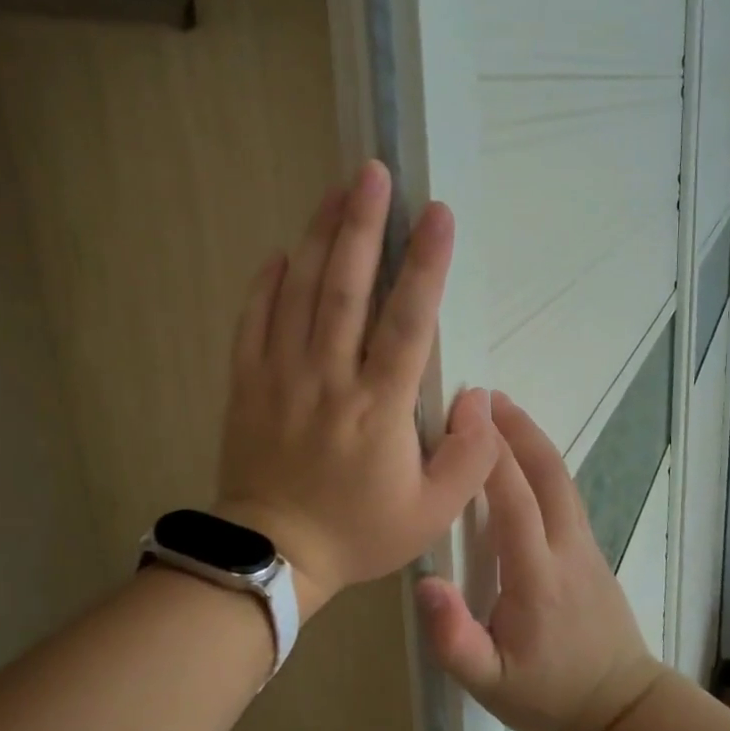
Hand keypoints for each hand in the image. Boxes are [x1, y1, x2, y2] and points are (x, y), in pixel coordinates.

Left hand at [215, 161, 499, 619]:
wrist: (274, 556)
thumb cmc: (359, 531)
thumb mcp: (433, 512)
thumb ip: (470, 457)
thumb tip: (482, 397)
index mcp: (378, 407)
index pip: (407, 321)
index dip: (424, 264)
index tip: (437, 214)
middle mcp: (328, 378)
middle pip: (345, 289)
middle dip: (361, 226)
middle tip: (372, 173)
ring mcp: (281, 376)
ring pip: (299, 294)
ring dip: (319, 239)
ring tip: (336, 192)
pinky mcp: (247, 384)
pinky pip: (253, 322)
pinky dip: (266, 284)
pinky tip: (282, 252)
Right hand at [414, 393, 665, 730]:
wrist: (621, 707)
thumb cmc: (548, 694)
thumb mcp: (490, 685)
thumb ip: (455, 640)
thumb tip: (426, 583)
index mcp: (537, 576)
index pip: (514, 500)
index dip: (491, 453)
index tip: (468, 414)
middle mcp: (566, 547)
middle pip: (547, 473)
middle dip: (517, 428)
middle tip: (484, 395)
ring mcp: (585, 544)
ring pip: (561, 477)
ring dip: (532, 438)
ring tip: (502, 411)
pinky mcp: (591, 548)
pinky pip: (565, 492)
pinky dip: (542, 461)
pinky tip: (523, 456)